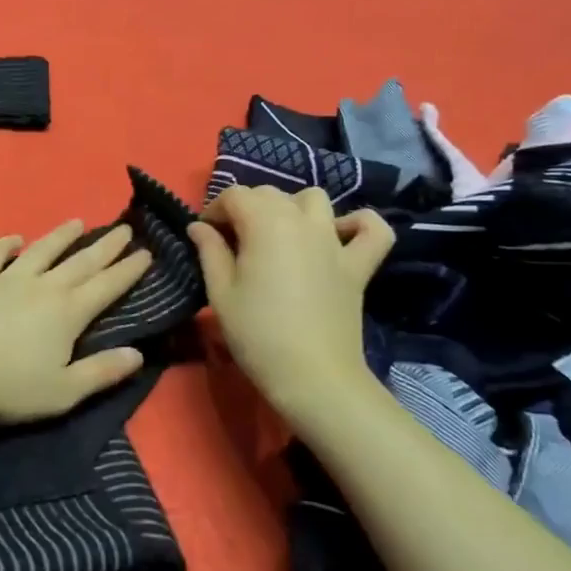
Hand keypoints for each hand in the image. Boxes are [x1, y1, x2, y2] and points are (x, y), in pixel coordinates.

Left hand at [0, 219, 151, 424]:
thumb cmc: (9, 388)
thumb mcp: (64, 391)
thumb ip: (102, 372)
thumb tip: (139, 353)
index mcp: (67, 312)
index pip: (107, 286)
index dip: (129, 270)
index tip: (146, 252)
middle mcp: (42, 286)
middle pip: (80, 262)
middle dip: (106, 246)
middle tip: (124, 229)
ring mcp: (7, 278)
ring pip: (41, 250)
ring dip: (61, 235)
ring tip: (77, 222)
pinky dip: (6, 244)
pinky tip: (14, 238)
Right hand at [187, 186, 393, 421]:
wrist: (313, 377)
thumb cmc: (257, 334)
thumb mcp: (220, 293)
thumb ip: (209, 251)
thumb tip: (199, 226)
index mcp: (264, 222)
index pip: (234, 195)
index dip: (215, 210)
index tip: (206, 235)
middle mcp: (301, 220)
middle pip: (270, 193)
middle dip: (247, 208)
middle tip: (234, 241)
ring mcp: (334, 240)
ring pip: (314, 199)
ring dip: (294, 207)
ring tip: (280, 234)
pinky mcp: (358, 264)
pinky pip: (371, 228)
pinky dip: (359, 223)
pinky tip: (341, 234)